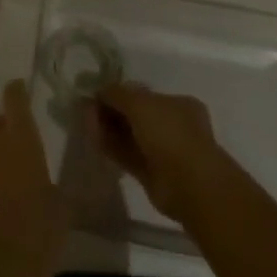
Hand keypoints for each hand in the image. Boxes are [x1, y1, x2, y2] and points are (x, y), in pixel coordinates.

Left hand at [0, 82, 65, 276]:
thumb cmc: (38, 235)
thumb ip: (62, 180)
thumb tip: (61, 167)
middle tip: (25, 142)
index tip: (21, 88)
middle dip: (8, 128)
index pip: (15, 100)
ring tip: (14, 177)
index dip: (17, 92)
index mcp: (21, 141)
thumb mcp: (63, 207)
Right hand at [89, 82, 223, 224]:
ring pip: (130, 136)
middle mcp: (173, 126)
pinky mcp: (152, 174)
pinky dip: (111, 147)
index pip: (144, 95)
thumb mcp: (140, 102)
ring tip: (86, 123)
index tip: (97, 95)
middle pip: (135, 115)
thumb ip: (117, 94)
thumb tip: (99, 91)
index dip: (120, 94)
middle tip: (87, 110)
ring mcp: (163, 151)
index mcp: (178, 104)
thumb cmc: (170, 133)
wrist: (189, 185)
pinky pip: (127, 156)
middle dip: (112, 111)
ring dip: (108, 129)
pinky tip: (93, 139)